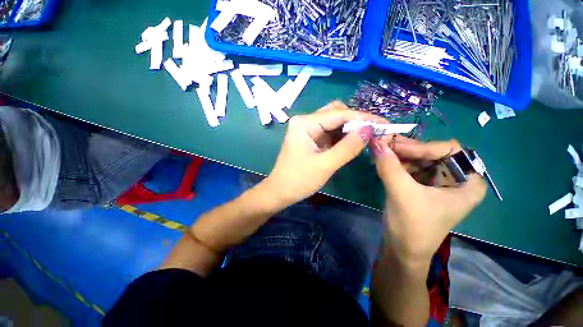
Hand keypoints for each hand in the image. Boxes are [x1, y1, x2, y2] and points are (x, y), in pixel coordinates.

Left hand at [263, 101, 385, 207]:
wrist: (280, 192)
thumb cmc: (298, 180)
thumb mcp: (325, 165)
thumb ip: (348, 147)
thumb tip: (369, 129)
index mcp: (305, 123)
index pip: (338, 114)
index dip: (363, 118)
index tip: (384, 123)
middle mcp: (305, 121)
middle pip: (336, 113)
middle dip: (356, 121)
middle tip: (375, 132)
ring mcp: (307, 130)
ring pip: (333, 123)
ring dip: (350, 129)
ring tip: (367, 137)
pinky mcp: (310, 139)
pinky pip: (329, 133)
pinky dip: (342, 137)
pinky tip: (352, 142)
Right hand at [370, 136, 486, 263]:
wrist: (403, 250)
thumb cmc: (412, 226)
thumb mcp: (402, 193)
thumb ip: (389, 166)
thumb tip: (376, 142)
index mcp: (468, 182)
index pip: (448, 150)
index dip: (421, 146)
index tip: (394, 146)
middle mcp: (455, 178)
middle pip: (431, 153)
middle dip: (406, 149)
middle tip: (382, 143)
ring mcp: (437, 181)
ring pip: (418, 158)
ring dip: (397, 155)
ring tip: (379, 151)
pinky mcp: (421, 185)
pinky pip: (409, 167)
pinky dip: (395, 163)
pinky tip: (382, 160)